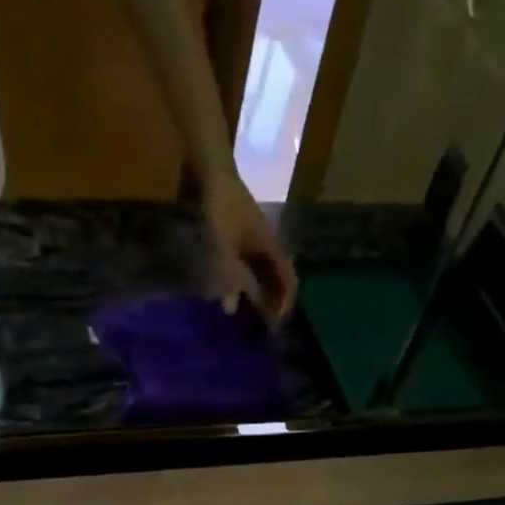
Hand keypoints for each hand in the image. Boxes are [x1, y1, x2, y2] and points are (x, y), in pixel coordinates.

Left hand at [202, 170, 298, 325]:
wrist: (216, 176)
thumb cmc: (223, 210)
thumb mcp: (223, 247)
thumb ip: (229, 278)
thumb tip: (232, 309)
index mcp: (272, 249)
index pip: (288, 283)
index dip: (284, 306)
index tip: (274, 327)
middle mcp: (270, 247)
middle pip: (279, 282)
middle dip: (273, 305)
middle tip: (263, 328)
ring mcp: (258, 243)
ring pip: (266, 276)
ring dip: (262, 296)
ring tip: (251, 316)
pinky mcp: (246, 240)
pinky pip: (253, 269)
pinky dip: (249, 285)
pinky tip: (234, 295)